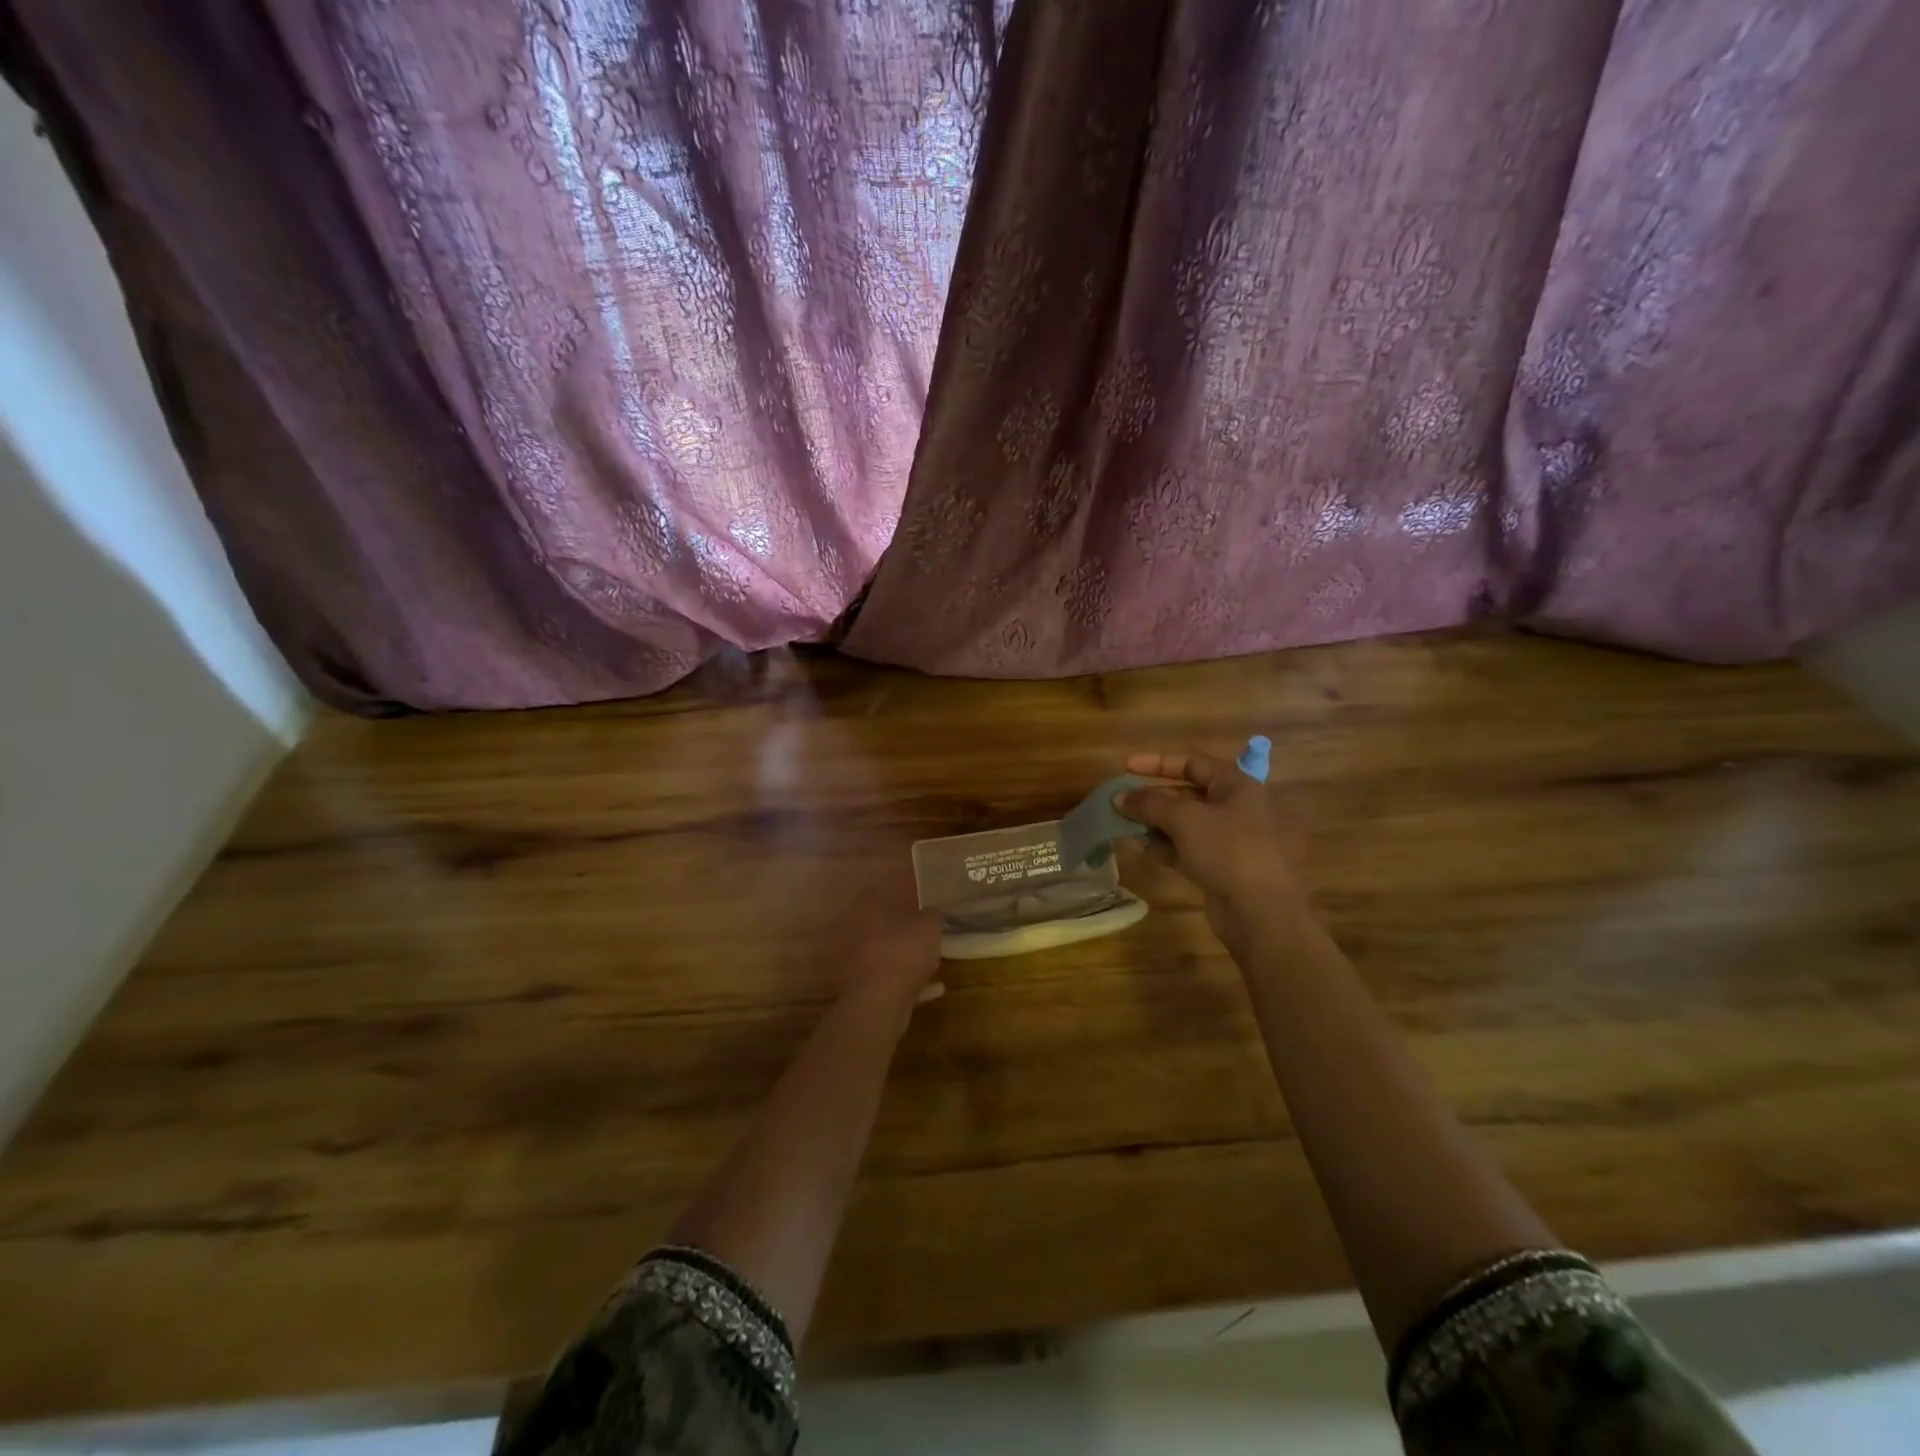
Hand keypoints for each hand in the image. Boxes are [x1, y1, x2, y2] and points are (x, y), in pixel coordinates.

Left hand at [837, 902, 944, 1020]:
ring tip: (933, 962)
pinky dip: (909, 983)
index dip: (904, 893)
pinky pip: (889, 980)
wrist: (878, 1001)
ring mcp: (854, 960)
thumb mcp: (930, 924)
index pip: (884, 890)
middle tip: (928, 933)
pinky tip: (933, 988)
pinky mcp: (860, 987)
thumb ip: (932, 915)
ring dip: (906, 958)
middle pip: (883, 924)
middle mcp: (855, 929)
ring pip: (885, 953)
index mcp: (868, 906)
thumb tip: (932, 912)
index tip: (922, 901)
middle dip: (904, 929)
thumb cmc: (903, 950)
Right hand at [1118, 749, 1310, 942]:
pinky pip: (1185, 848)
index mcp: (1235, 786)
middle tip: (1120, 803)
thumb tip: (1118, 797)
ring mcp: (1227, 839)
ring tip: (1123, 825)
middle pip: (1185, 794)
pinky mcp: (1218, 866)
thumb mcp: (1184, 818)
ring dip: (1153, 823)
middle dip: (1151, 798)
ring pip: (1182, 823)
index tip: (1125, 767)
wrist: (1259, 910)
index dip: (1157, 763)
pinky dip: (1164, 846)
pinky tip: (1142, 848)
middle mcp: (1233, 808)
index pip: (1192, 763)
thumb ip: (1148, 803)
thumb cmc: (1227, 849)